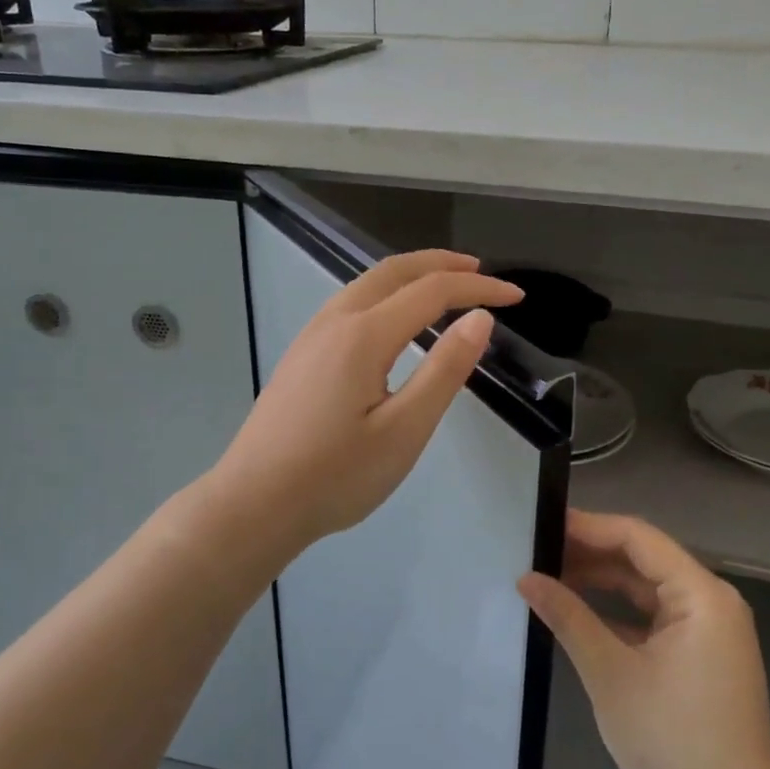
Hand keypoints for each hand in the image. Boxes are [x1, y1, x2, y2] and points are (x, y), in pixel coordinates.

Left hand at [209, 250, 523, 549]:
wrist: (253, 504)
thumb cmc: (336, 475)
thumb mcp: (404, 430)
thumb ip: (444, 370)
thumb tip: (479, 319)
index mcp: (364, 335)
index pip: (432, 291)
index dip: (477, 290)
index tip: (516, 297)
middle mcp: (335, 321)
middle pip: (393, 271)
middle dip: (441, 264)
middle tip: (481, 273)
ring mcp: (312, 336)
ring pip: (367, 283)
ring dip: (410, 274)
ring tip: (445, 286)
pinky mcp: (301, 355)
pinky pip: (350, 303)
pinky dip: (386, 293)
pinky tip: (394, 319)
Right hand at [520, 510, 769, 768]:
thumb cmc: (674, 742)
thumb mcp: (611, 674)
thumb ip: (569, 617)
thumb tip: (526, 578)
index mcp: (702, 594)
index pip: (637, 538)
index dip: (588, 527)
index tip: (542, 524)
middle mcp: (711, 600)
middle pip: (643, 558)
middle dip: (590, 552)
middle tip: (536, 549)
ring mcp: (708, 627)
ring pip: (646, 586)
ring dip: (601, 581)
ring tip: (549, 574)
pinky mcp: (701, 652)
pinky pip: (653, 614)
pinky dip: (617, 610)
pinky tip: (578, 611)